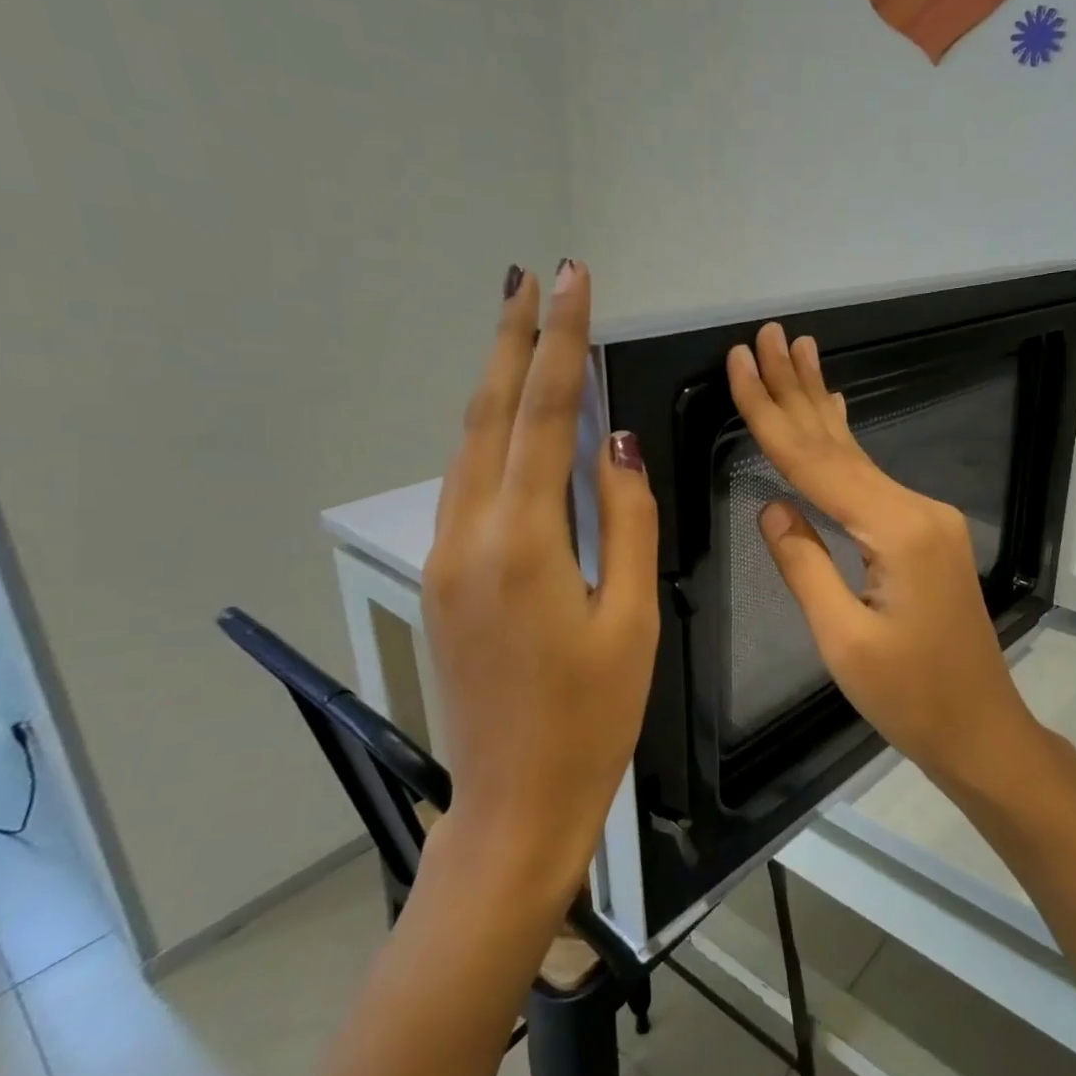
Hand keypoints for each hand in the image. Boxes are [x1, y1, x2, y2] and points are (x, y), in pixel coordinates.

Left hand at [421, 260, 658, 902]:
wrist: (516, 799)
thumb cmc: (593, 715)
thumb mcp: (630, 616)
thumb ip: (623, 520)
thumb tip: (613, 443)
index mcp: (523, 542)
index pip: (543, 414)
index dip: (560, 342)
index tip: (570, 281)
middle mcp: (469, 534)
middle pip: (488, 413)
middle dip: (512, 338)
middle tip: (531, 276)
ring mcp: (447, 555)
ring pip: (468, 445)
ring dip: (495, 381)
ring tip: (521, 327)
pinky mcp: (445, 575)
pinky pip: (466, 484)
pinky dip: (489, 434)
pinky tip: (509, 418)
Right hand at [726, 323, 1039, 789]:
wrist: (982, 728)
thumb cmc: (911, 698)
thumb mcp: (843, 639)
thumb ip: (803, 564)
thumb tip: (771, 506)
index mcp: (896, 531)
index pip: (815, 464)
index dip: (770, 414)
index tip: (740, 364)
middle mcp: (916, 509)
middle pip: (839, 443)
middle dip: (796, 389)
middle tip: (768, 335)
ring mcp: (926, 519)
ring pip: (857, 455)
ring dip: (820, 404)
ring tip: (799, 352)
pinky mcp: (925, 534)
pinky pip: (872, 479)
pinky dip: (845, 443)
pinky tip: (838, 410)